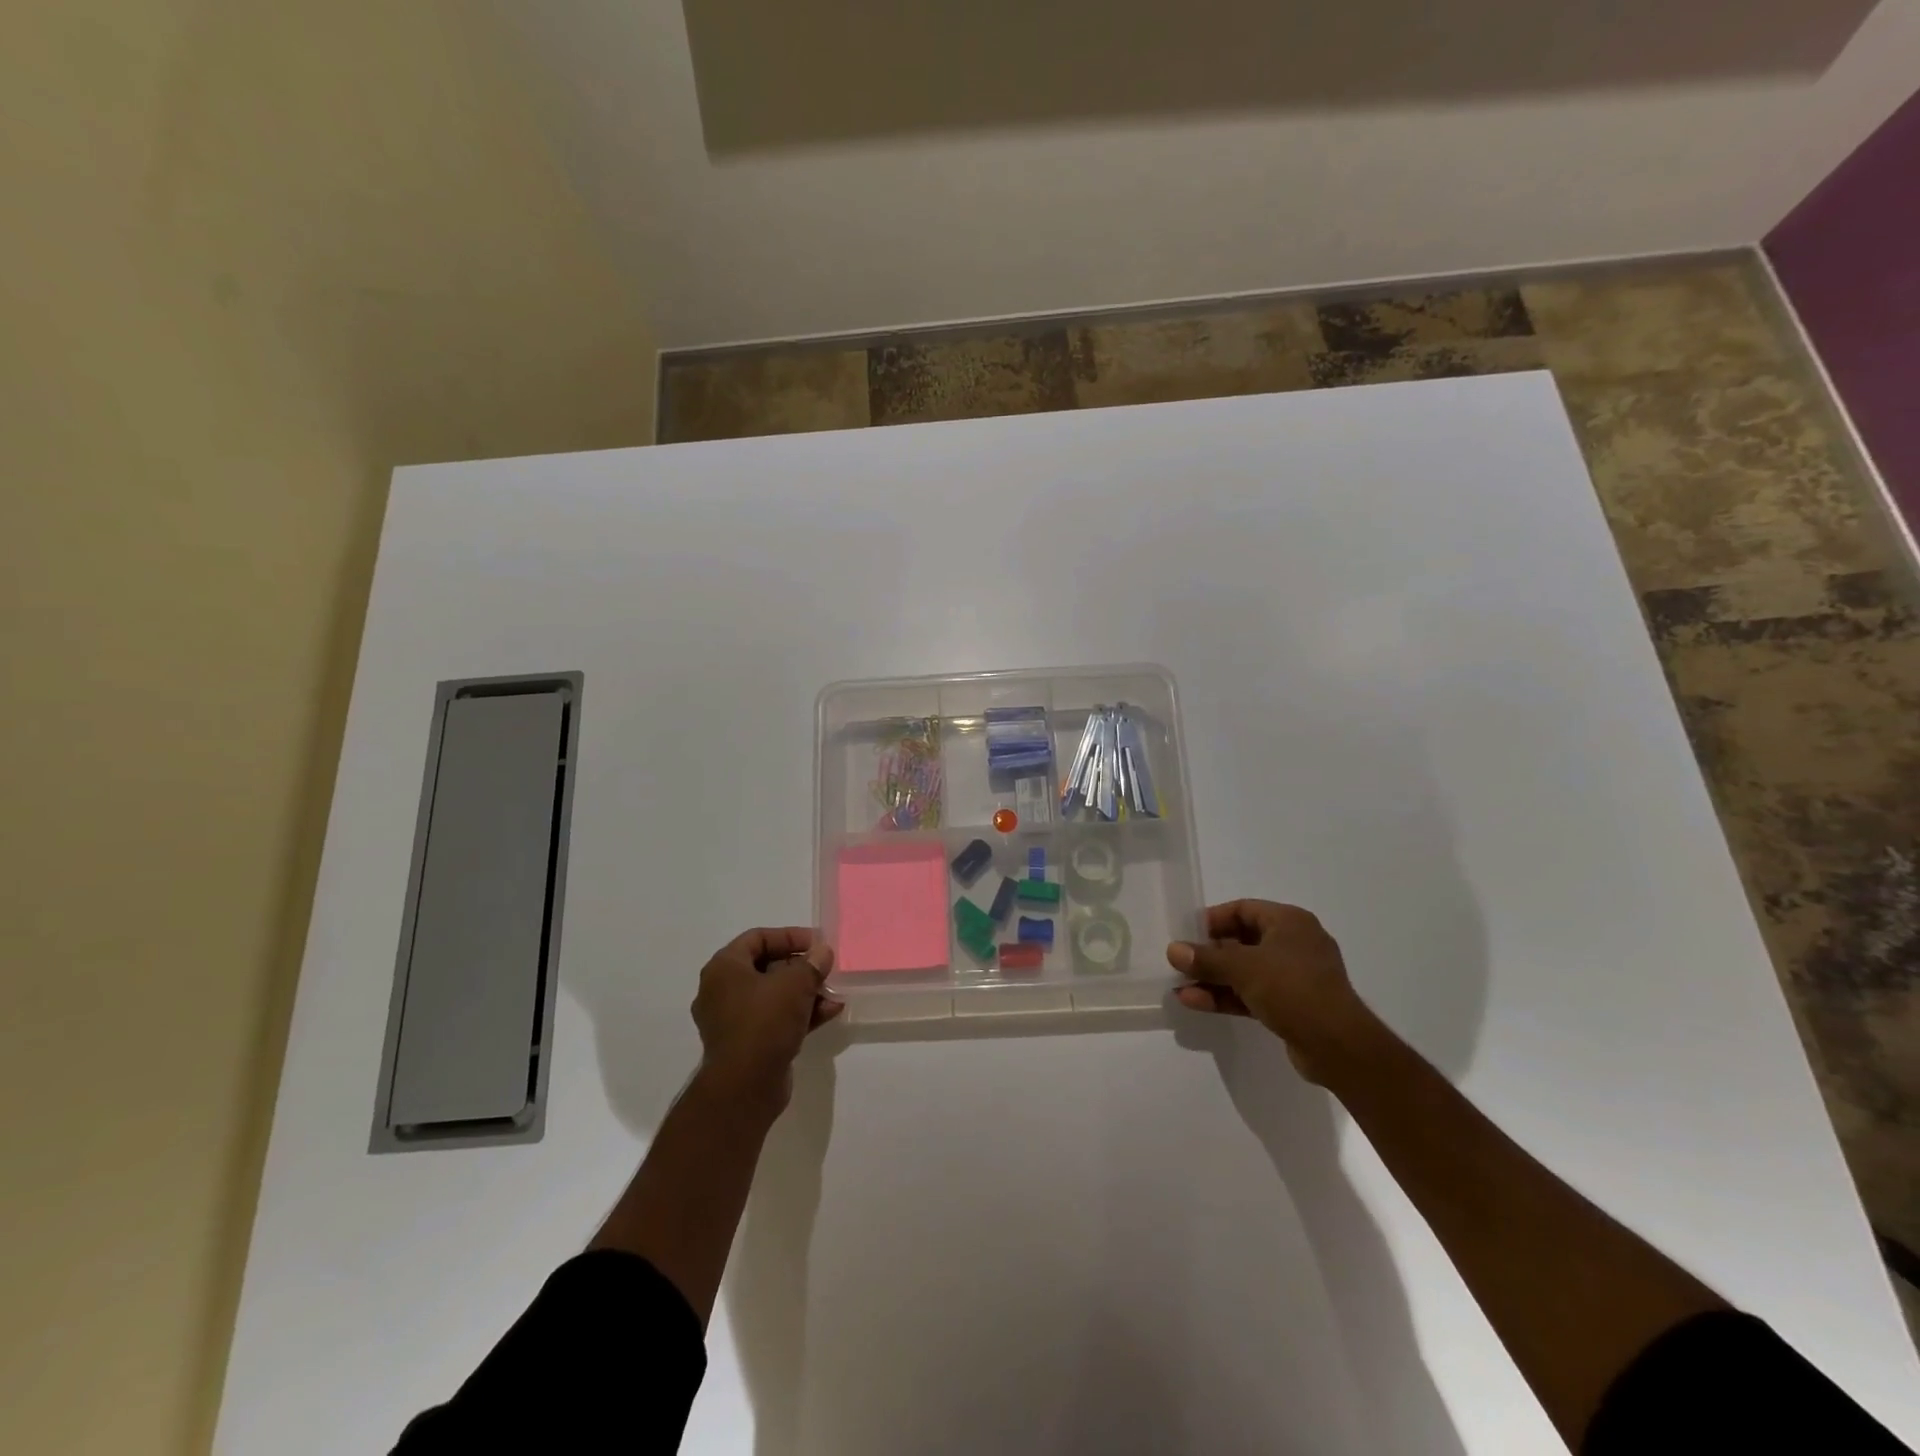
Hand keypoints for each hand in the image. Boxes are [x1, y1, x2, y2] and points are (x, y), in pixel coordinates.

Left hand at [691, 926, 842, 1110]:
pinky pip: (775, 1019)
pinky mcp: (747, 1044)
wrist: (745, 1087)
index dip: (789, 936)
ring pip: (774, 996)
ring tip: (834, 993)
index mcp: (724, 968)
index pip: (757, 938)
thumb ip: (811, 964)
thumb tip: (822, 952)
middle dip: (801, 967)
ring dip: (805, 992)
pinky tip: (830, 1012)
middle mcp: (722, 991)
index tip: (817, 943)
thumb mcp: (794, 984)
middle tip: (826, 968)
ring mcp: (733, 1020)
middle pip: (767, 967)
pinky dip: (800, 1014)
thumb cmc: (764, 1022)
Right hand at [1168, 900, 1373, 1082]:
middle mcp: (1294, 944)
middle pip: (1242, 941)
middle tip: (1181, 963)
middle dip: (1209, 954)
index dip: (1213, 920)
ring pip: (1245, 971)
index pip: (1243, 910)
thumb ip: (1206, 958)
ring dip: (1213, 979)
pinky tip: (1196, 1002)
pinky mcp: (1292, 1006)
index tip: (1187, 934)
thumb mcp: (1243, 968)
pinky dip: (1227, 996)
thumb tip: (1173, 950)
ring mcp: (1295, 977)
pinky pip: (1253, 994)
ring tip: (1180, 987)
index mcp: (1290, 923)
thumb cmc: (1293, 989)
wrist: (1338, 1046)